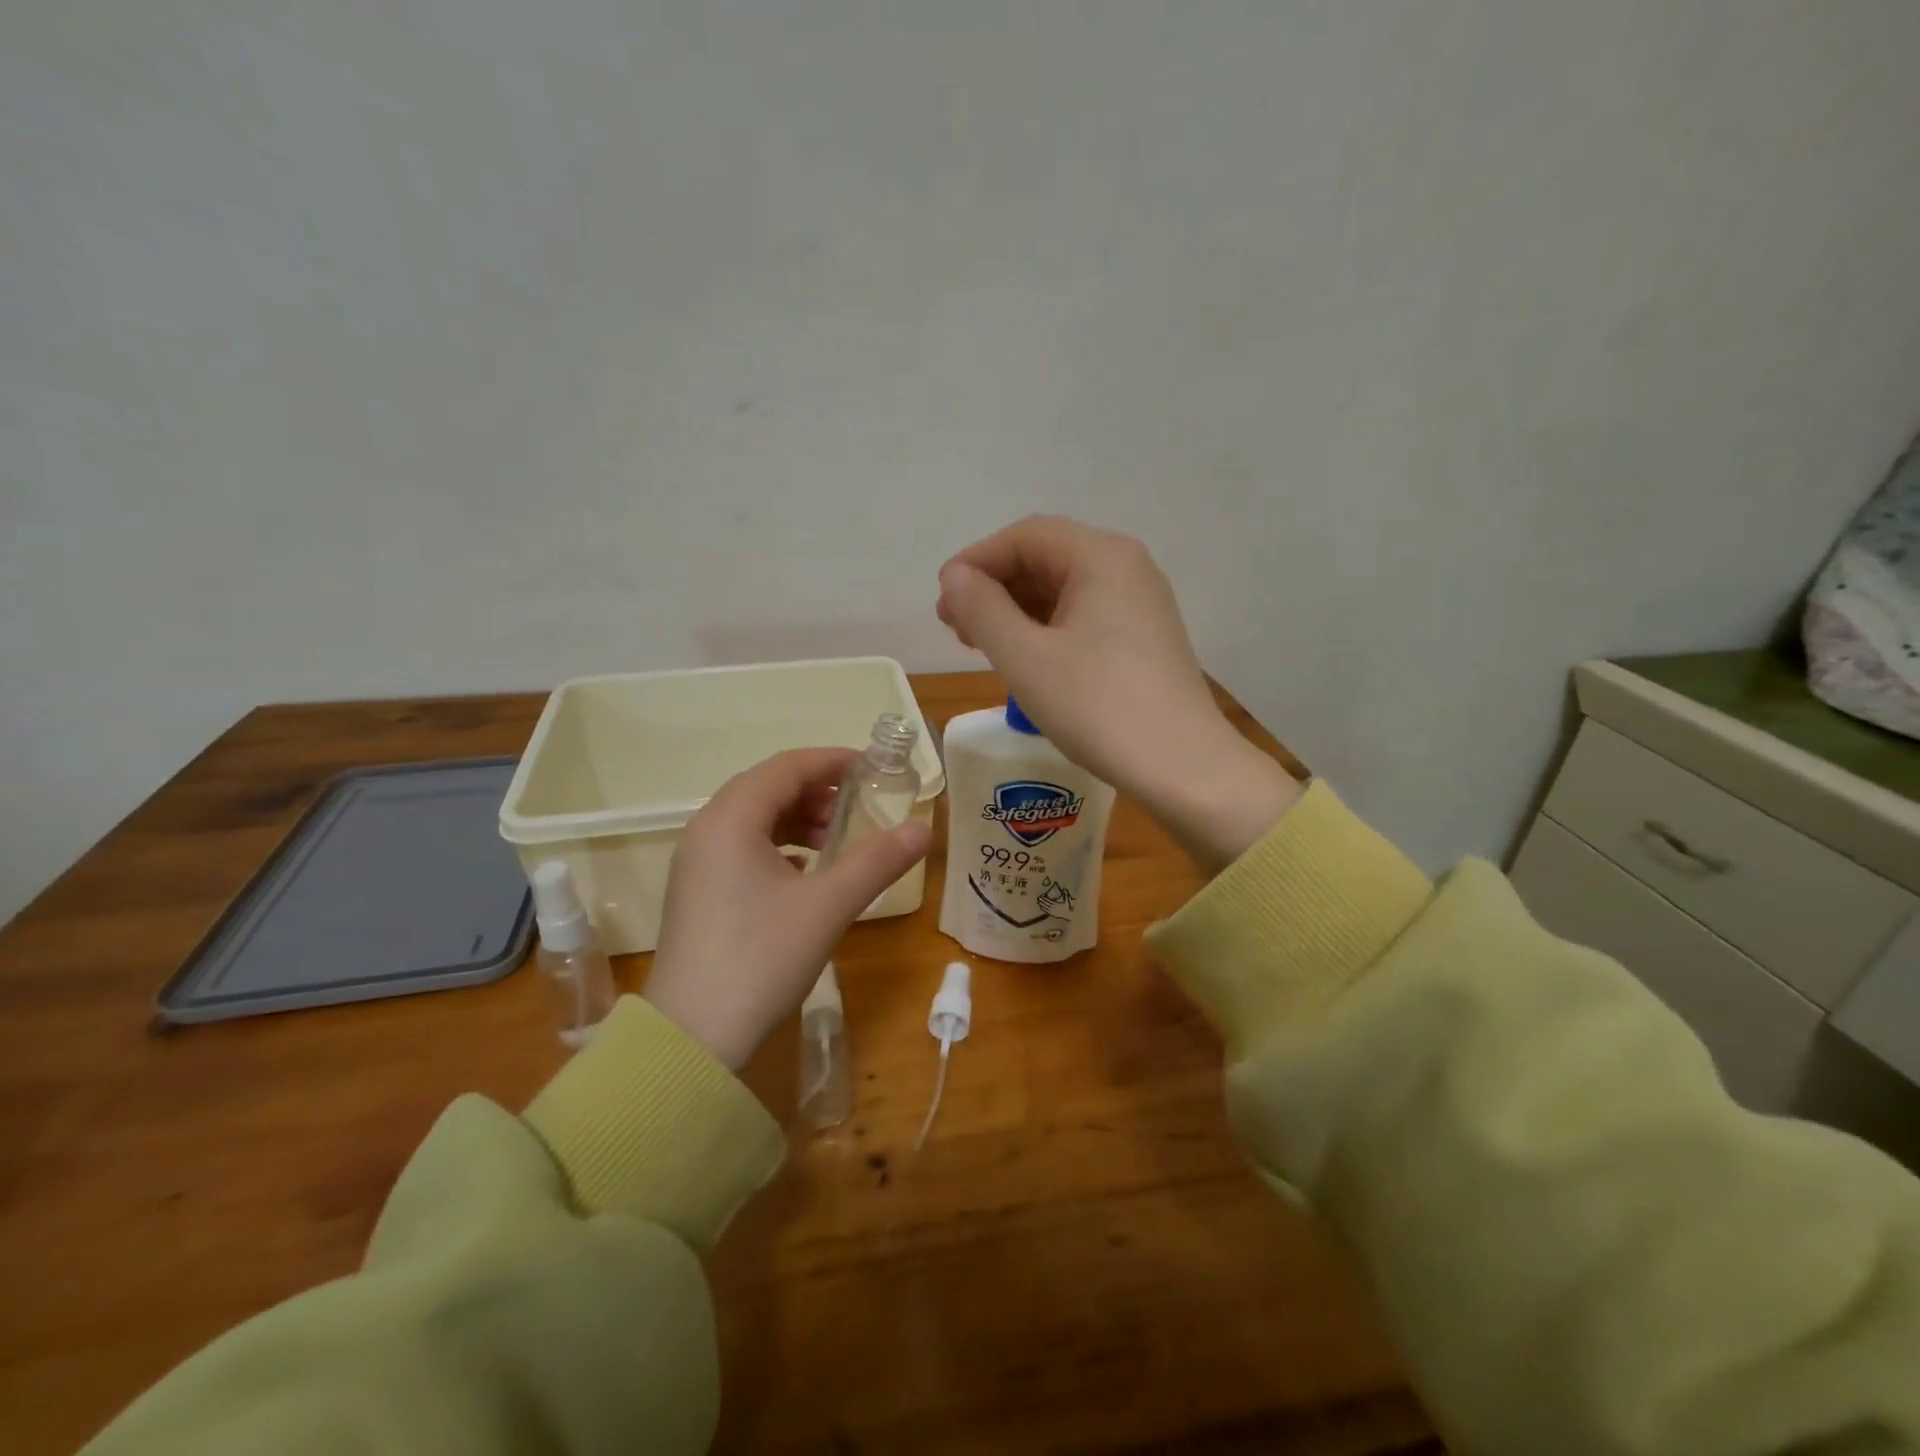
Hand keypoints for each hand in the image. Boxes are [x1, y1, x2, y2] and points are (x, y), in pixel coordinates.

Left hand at [644, 748, 930, 1070]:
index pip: (787, 767)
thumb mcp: (828, 905)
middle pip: (768, 788)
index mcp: (731, 820)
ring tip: (838, 840)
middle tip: (861, 807)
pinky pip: (743, 847)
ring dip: (799, 819)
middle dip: (818, 791)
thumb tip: (923, 828)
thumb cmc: (761, 959)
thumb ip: (878, 861)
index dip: (833, 761)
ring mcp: (697, 862)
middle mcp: (706, 830)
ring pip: (755, 819)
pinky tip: (807, 871)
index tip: (874, 769)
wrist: (692, 1038)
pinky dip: (780, 845)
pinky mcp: (698, 891)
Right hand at [938, 516, 1300, 870]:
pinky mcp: (1145, 637)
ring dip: (1017, 609)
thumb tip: (956, 576)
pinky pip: (1084, 615)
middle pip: (1047, 558)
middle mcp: (1127, 567)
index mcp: (1102, 556)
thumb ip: (982, 609)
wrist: (1182, 767)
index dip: (976, 561)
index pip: (1026, 537)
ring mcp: (1141, 603)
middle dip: (995, 586)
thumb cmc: (1097, 707)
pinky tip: (1024, 657)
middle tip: (955, 625)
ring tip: (980, 643)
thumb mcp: (1026, 658)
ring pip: (1064, 589)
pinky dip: (1046, 628)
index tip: (943, 598)